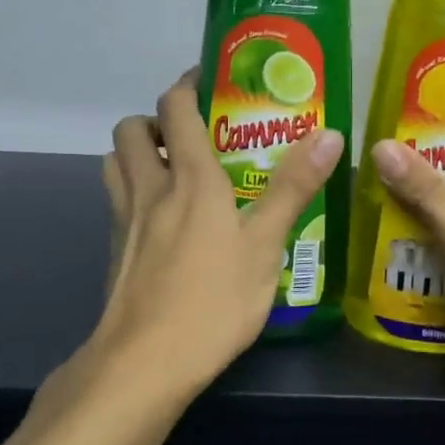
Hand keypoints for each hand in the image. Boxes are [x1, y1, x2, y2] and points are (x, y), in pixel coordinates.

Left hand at [89, 70, 344, 405]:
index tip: (212, 80)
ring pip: (114, 162)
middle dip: (155, 119)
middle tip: (191, 133)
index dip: (188, 85)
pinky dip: (134, 192)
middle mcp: (149, 189)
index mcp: (189, 179)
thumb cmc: (213, 301)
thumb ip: (294, 188)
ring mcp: (123, 221)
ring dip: (137, 153)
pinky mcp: (113, 252)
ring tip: (173, 170)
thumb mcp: (265, 246)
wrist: (144, 363)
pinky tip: (163, 222)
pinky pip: (116, 202)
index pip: (175, 108)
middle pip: (131, 129)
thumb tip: (331, 134)